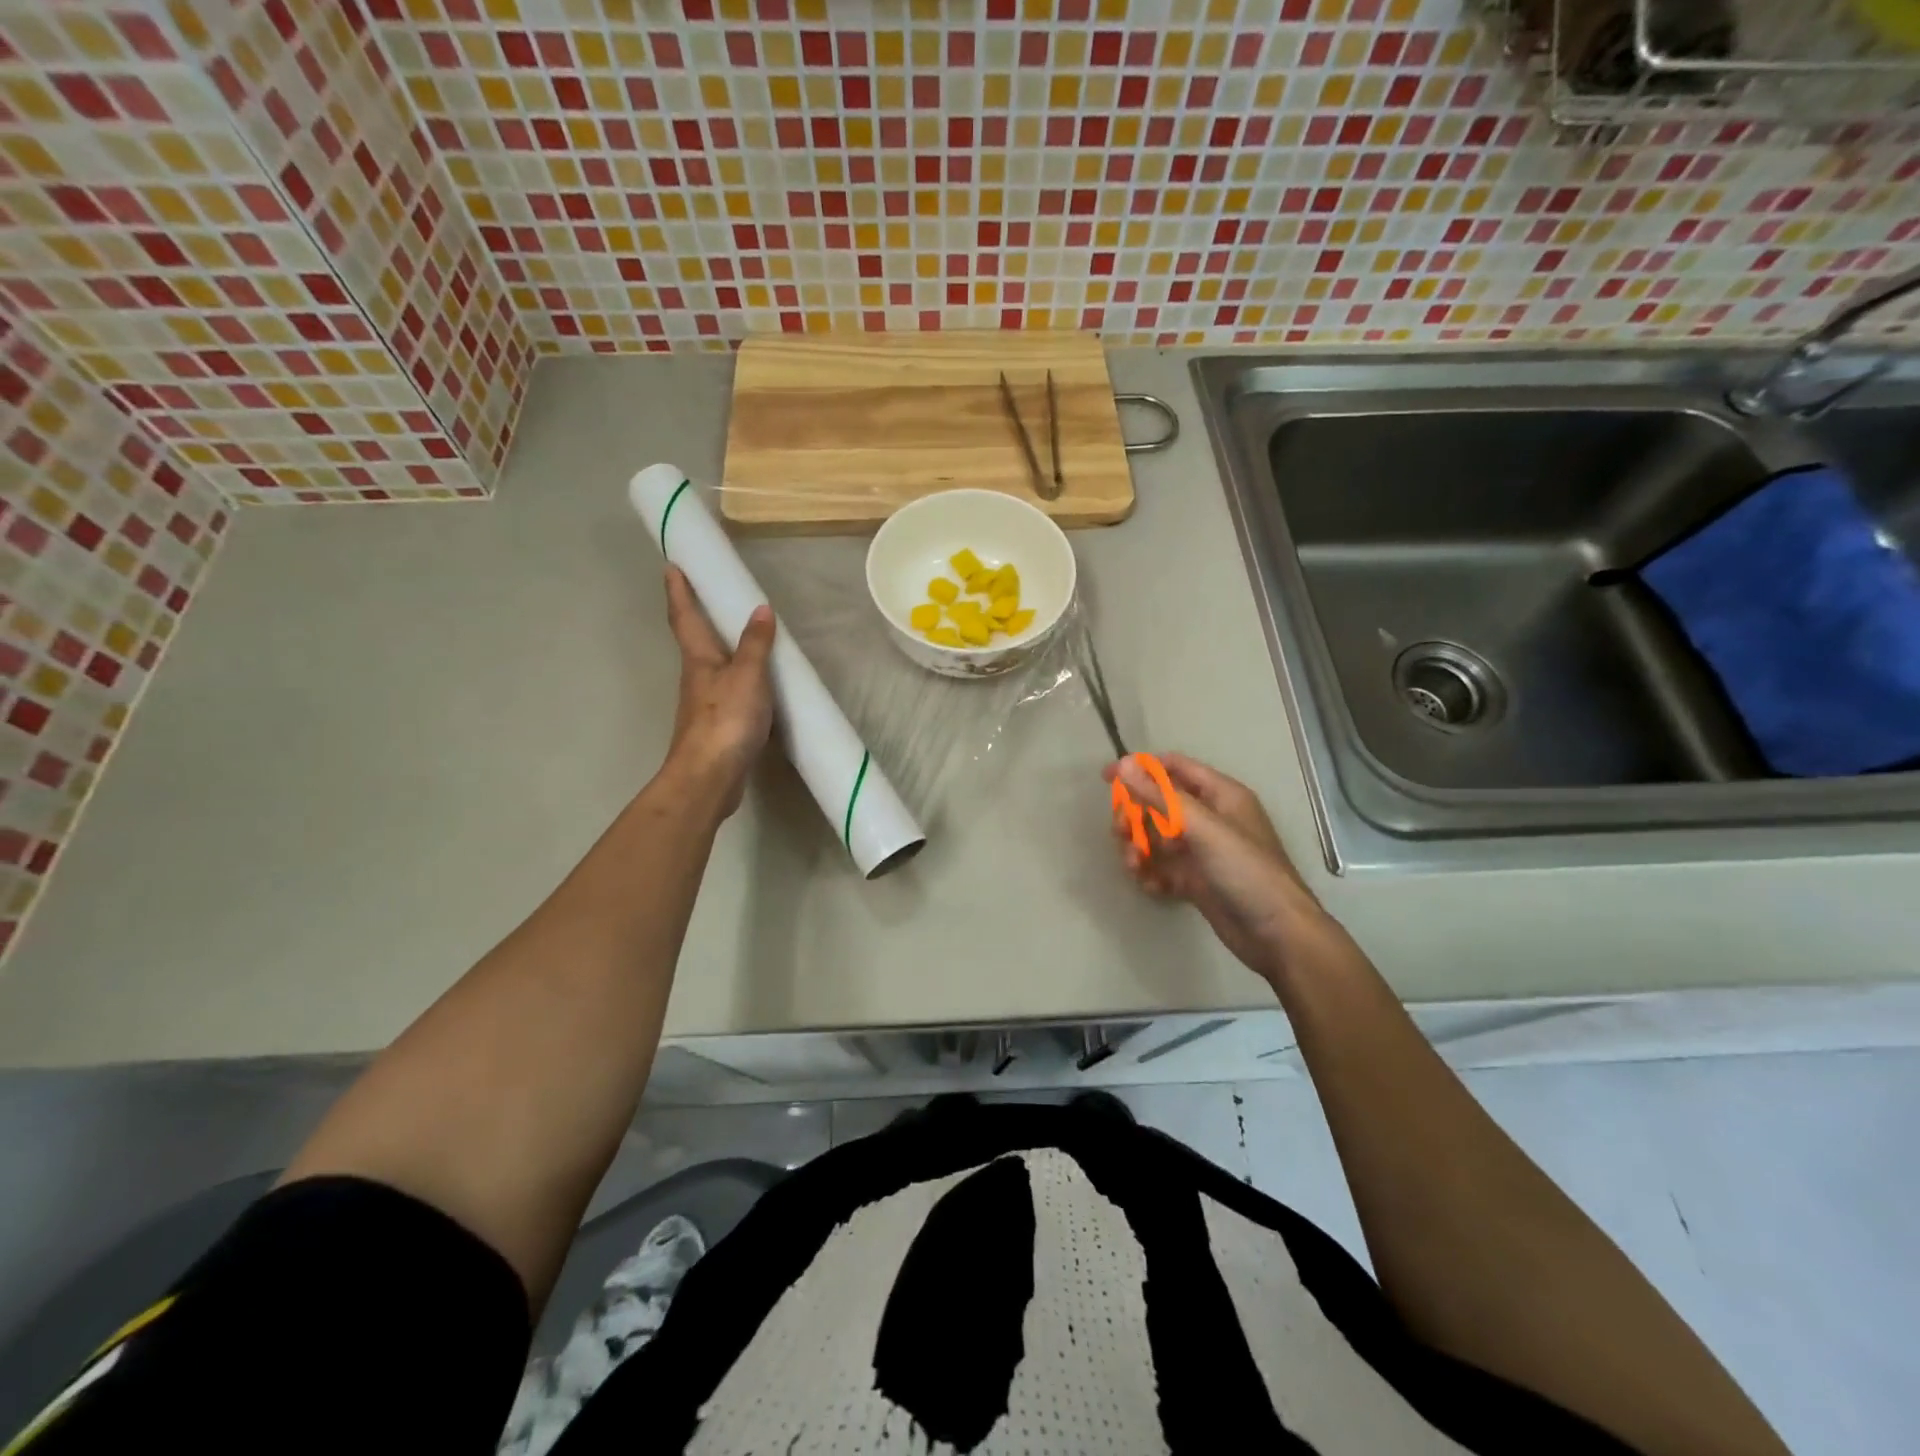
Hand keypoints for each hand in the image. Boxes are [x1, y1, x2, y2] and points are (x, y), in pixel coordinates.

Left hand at [663, 566, 774, 816]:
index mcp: (699, 660)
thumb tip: (760, 609)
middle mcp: (696, 678)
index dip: (679, 591)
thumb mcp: (747, 676)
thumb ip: (755, 644)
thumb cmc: (725, 720)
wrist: (710, 777)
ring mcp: (704, 704)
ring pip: (712, 668)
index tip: (672, 566)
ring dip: (721, 651)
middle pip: (694, 641)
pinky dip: (740, 681)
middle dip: (697, 617)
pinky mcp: (717, 727)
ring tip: (740, 638)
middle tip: (708, 596)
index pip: (685, 617)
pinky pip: (729, 693)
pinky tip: (756, 688)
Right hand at [1103, 752, 1328, 985]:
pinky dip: (1152, 874)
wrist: (1278, 935)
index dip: (1140, 769)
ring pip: (1156, 837)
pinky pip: (1163, 868)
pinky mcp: (1196, 881)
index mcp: (1220, 795)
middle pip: (1158, 804)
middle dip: (1135, 816)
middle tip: (1121, 833)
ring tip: (1135, 866)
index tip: (1106, 779)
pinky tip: (1152, 886)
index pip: (1174, 768)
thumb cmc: (1246, 871)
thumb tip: (1122, 764)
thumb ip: (1160, 796)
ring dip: (1139, 848)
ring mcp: (1202, 851)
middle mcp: (1210, 818)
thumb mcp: (1203, 828)